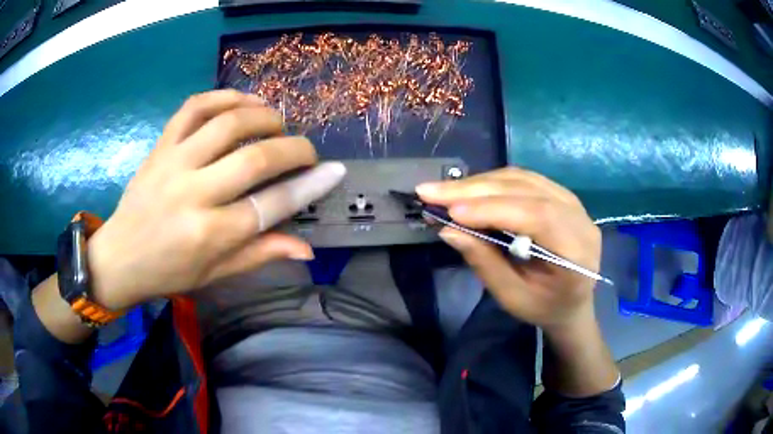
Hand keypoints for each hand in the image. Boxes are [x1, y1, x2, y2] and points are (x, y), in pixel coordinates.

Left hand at [87, 90, 345, 310]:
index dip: (309, 186)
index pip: (271, 205)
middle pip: (255, 159)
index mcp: (210, 235)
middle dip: (293, 149)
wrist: (120, 257)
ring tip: (277, 122)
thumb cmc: (169, 272)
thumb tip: (307, 248)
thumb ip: (260, 254)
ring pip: (227, 124)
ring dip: (263, 116)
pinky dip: (224, 97)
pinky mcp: (160, 146)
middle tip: (306, 150)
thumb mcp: (215, 274)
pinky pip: (193, 107)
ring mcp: (173, 163)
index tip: (333, 171)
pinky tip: (243, 101)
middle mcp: (193, 194)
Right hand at [417, 168, 600, 331]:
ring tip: (445, 191)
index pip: (538, 216)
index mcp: (577, 252)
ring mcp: (574, 202)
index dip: (494, 209)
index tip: (451, 211)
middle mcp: (580, 219)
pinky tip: (470, 189)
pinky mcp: (562, 195)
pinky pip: (525, 179)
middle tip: (432, 191)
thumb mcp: (512, 297)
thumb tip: (448, 230)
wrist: (572, 302)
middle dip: (476, 189)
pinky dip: (493, 182)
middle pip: (528, 190)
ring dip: (480, 182)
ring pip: (523, 179)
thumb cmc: (543, 307)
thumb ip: (485, 263)